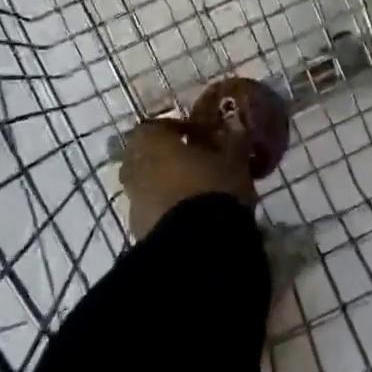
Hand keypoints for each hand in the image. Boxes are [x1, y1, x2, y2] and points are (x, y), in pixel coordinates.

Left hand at [118, 118, 255, 239]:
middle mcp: (134, 167)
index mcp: (151, 141)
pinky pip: (152, 211)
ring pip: (148, 184)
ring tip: (197, 192)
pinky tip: (191, 216)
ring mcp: (133, 201)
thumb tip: (238, 127)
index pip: (159, 126)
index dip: (181, 129)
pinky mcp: (139, 231)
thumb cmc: (213, 187)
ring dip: (167, 185)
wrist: (197, 245)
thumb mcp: (233, 160)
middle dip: (168, 157)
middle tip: (196, 162)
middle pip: (148, 155)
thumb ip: (233, 141)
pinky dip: (167, 209)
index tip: (202, 136)